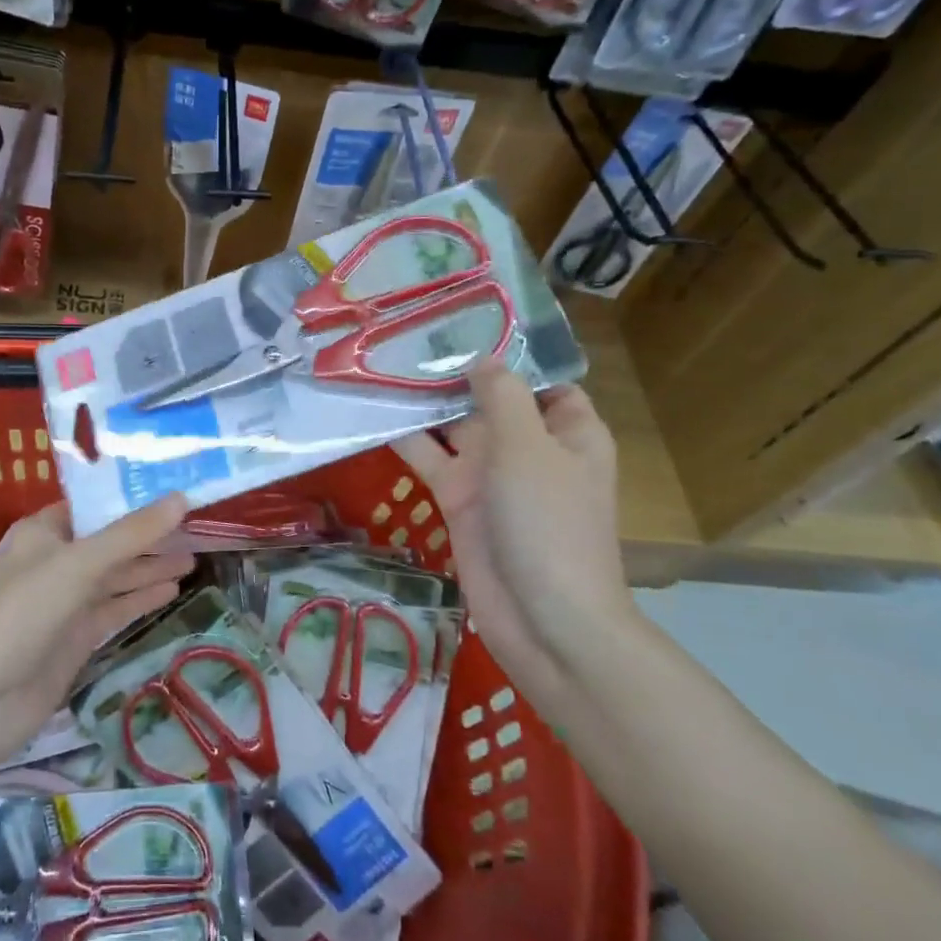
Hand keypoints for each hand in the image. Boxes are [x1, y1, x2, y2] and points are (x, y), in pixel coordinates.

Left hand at [0, 496, 193, 770]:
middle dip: (148, 535)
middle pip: (110, 541)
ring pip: (116, 576)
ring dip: (150, 567)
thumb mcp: (79, 565)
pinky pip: (115, 607)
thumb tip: (181, 498)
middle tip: (195, 526)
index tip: (174, 490)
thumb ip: (131, 534)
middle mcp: (56, 560)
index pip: (94, 504)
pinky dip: (141, 598)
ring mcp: (66, 600)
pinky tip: (172, 590)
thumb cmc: (23, 615)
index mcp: (45, 532)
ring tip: (193, 559)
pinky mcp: (76, 635)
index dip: (131, 497)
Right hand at [393, 363, 637, 701]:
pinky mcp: (459, 500)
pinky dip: (406, 439)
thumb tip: (481, 358)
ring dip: (424, 401)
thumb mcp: (529, 447)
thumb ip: (502, 396)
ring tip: (380, 361)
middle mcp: (528, 446)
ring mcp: (491, 475)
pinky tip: (373, 412)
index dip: (509, 351)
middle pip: (489, 397)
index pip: (541, 378)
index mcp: (566, 430)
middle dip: (453, 369)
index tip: (464, 320)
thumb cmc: (548, 523)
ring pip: (454, 426)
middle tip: (405, 331)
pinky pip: (430, 459)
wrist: (542, 620)